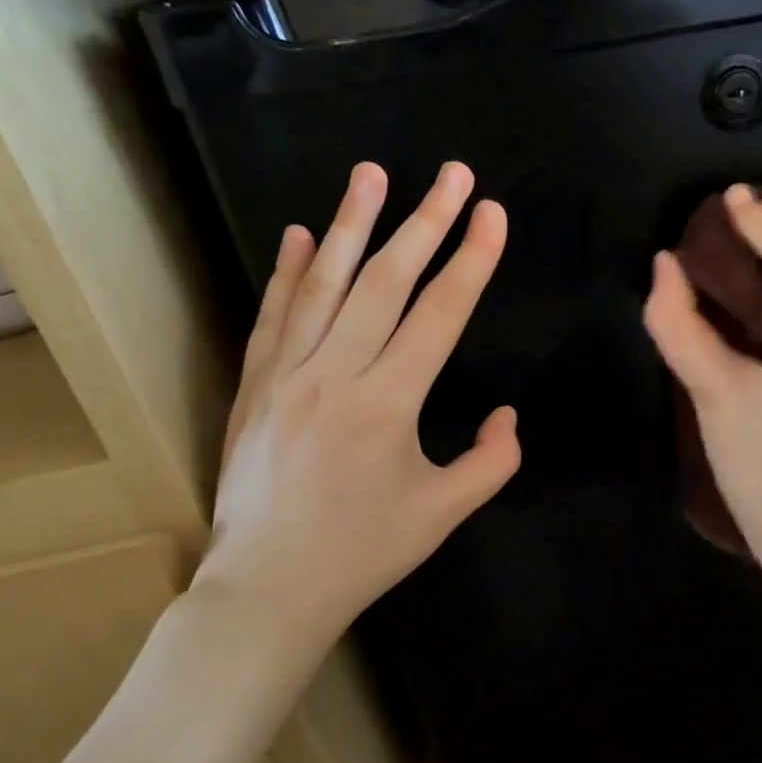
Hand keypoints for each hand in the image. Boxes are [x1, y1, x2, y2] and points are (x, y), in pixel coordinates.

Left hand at [195, 161, 520, 642]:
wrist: (266, 590)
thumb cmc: (363, 551)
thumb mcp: (443, 513)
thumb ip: (491, 461)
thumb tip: (508, 416)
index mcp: (388, 404)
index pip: (440, 313)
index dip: (472, 259)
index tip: (491, 213)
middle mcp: (335, 374)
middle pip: (385, 281)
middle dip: (425, 221)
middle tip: (452, 173)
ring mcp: (285, 374)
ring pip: (322, 284)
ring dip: (350, 223)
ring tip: (371, 174)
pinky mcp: (253, 384)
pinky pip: (273, 315)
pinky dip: (287, 271)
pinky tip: (298, 233)